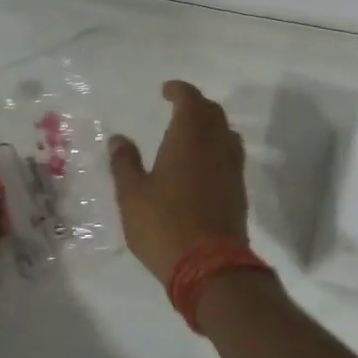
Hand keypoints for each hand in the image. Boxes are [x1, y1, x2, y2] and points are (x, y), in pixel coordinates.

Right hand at [108, 80, 249, 283]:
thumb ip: (125, 163)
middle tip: (178, 107)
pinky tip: (203, 164)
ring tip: (192, 133)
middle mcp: (216, 148)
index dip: (180, 91)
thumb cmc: (164, 225)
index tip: (167, 91)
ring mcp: (232, 170)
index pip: (191, 101)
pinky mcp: (238, 192)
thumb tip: (119, 139)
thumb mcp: (132, 195)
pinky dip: (217, 148)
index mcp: (188, 140)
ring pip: (226, 134)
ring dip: (211, 125)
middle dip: (196, 105)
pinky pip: (231, 156)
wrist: (210, 267)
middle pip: (213, 113)